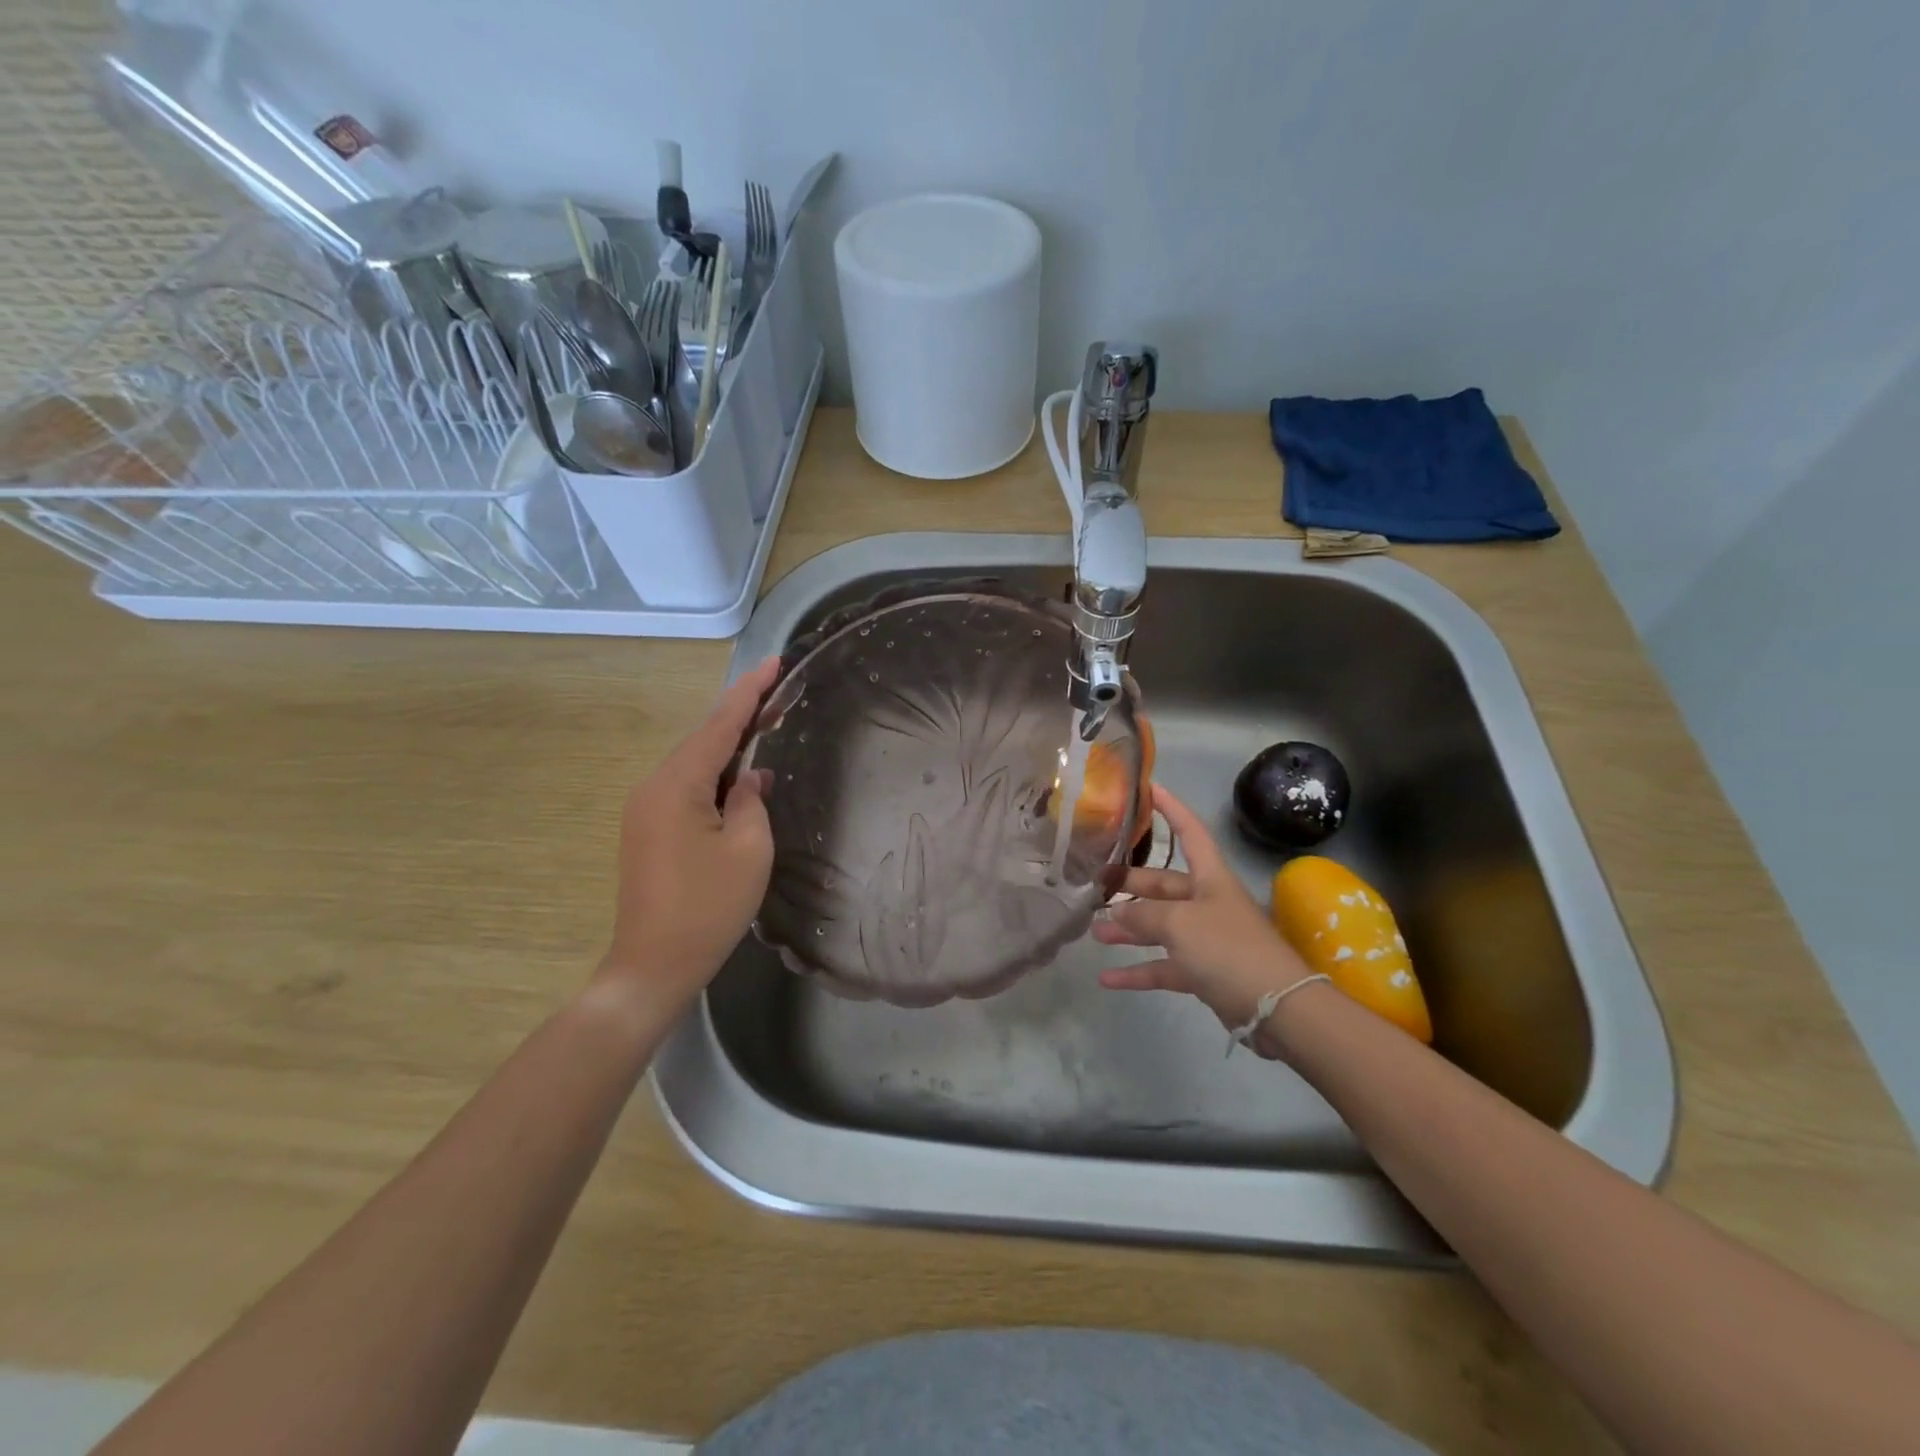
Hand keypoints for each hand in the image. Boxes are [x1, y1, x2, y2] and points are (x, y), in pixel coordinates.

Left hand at [598, 657, 779, 1013]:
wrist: (653, 965)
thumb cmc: (708, 908)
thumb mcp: (749, 850)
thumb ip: (753, 801)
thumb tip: (750, 778)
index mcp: (677, 785)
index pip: (720, 724)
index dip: (750, 692)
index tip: (774, 662)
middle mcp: (654, 786)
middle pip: (704, 739)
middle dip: (742, 715)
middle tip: (781, 693)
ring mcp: (646, 809)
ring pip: (695, 763)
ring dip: (730, 746)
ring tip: (767, 726)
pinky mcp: (648, 830)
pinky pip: (687, 787)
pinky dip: (716, 774)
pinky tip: (741, 775)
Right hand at [1093, 783, 1317, 1053]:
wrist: (1278, 1008)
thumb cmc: (1228, 948)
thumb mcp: (1180, 924)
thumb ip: (1144, 916)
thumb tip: (1117, 915)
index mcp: (1210, 878)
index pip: (1190, 833)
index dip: (1171, 810)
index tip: (1150, 788)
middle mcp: (1208, 903)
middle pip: (1164, 885)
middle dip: (1131, 886)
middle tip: (1095, 886)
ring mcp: (1207, 939)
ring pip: (1160, 927)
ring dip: (1129, 931)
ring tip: (1094, 932)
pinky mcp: (1205, 972)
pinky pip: (1164, 966)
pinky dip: (1138, 971)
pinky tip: (1107, 979)